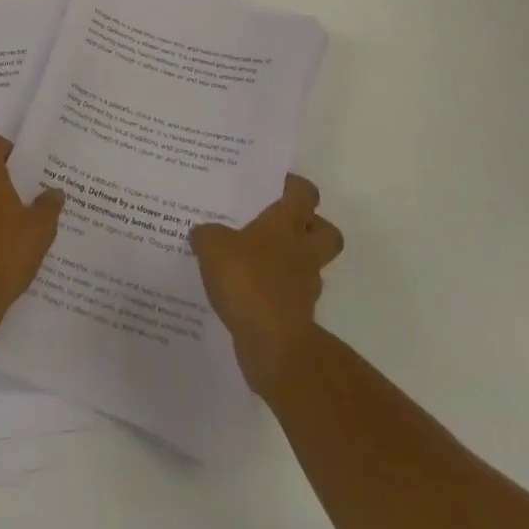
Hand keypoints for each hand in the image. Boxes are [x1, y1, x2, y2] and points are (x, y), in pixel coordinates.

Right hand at [190, 174, 344, 395]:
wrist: (272, 343)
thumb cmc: (246, 279)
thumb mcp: (212, 246)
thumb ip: (207, 234)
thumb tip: (201, 232)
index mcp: (287, 223)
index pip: (305, 193)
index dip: (295, 186)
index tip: (279, 185)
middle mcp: (303, 251)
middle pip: (327, 232)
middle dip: (312, 226)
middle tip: (283, 225)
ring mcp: (305, 286)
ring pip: (310, 266)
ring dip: (292, 263)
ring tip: (258, 262)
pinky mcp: (298, 317)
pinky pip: (292, 296)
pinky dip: (277, 294)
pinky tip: (250, 294)